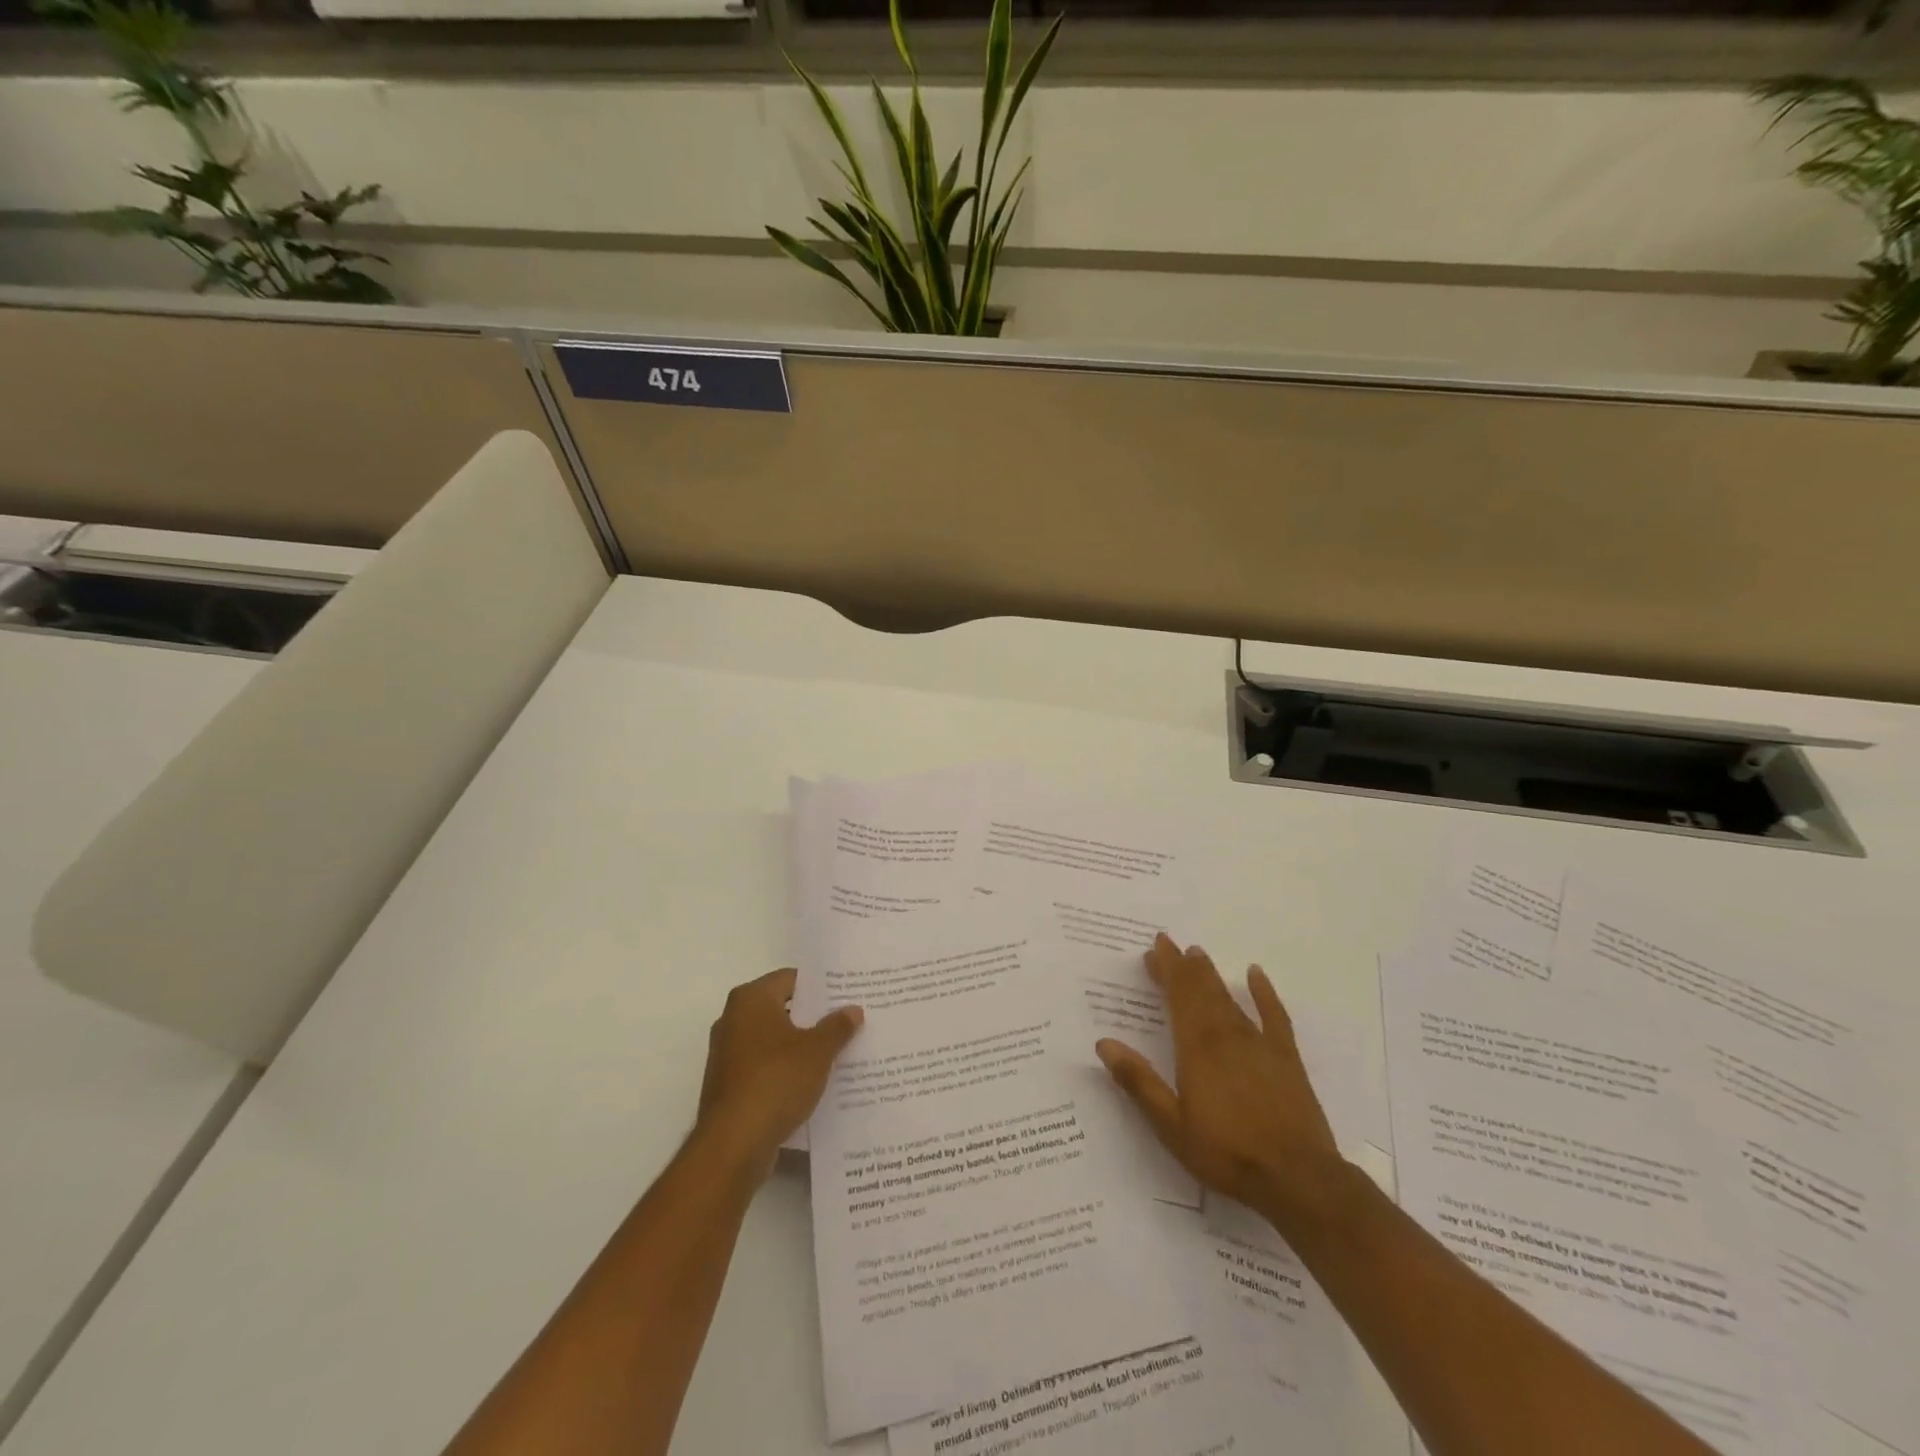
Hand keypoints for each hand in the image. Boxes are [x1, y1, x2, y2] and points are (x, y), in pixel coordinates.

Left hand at [696, 968, 862, 1174]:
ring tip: (837, 1052)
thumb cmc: (775, 1081)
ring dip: (800, 1046)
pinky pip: (764, 1067)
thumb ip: (837, 1027)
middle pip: (781, 1008)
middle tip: (848, 1021)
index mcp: (750, 999)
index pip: (791, 979)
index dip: (820, 986)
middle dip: (813, 1017)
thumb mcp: (817, 1051)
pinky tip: (813, 1082)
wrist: (733, 1145)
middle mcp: (733, 1019)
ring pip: (773, 1040)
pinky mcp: (728, 1086)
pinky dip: (786, 1070)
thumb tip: (853, 1010)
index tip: (846, 994)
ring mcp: (727, 1054)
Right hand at [1096, 934, 1343, 1229]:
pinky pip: (1274, 1015)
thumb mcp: (1171, 1125)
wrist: (1297, 1177)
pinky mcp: (1286, 1058)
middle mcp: (1226, 1036)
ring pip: (1229, 998)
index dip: (1166, 970)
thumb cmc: (1227, 1153)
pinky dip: (1264, 992)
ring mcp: (1259, 1044)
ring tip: (1198, 954)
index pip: (1178, 997)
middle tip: (1168, 943)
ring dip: (1211, 975)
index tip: (1154, 948)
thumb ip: (1139, 1082)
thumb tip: (1104, 1043)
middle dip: (1183, 966)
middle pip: (1201, 991)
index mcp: (1196, 1048)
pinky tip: (1255, 974)